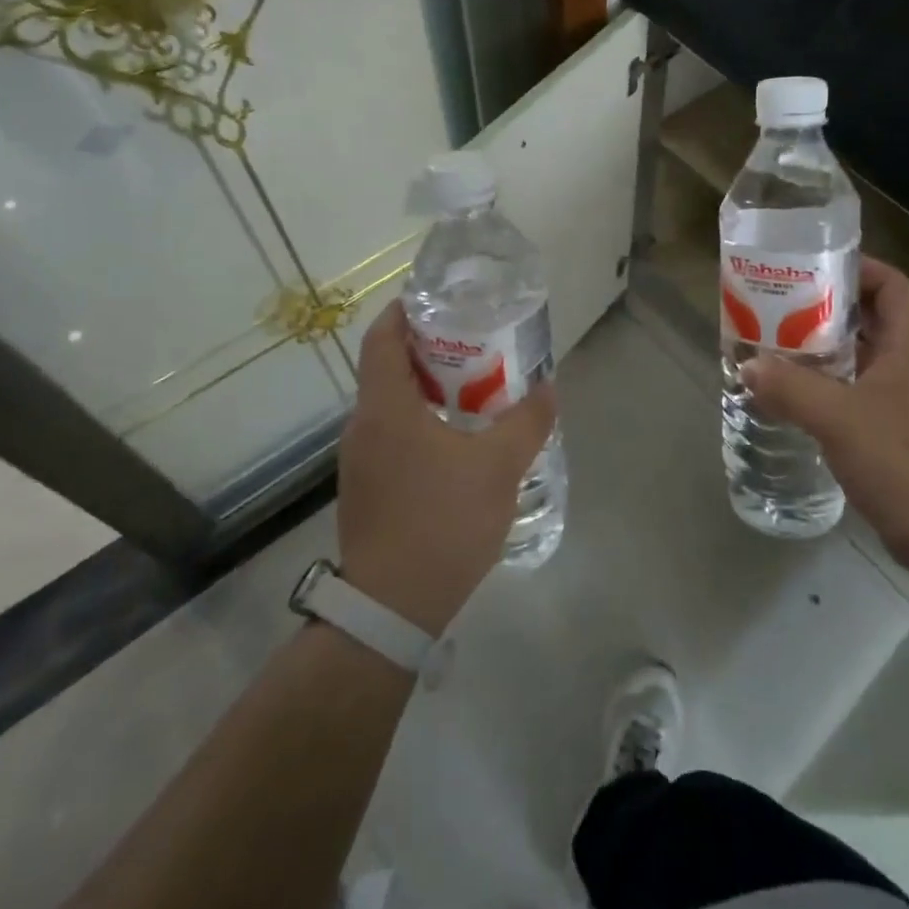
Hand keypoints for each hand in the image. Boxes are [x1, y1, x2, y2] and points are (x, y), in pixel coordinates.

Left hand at [336, 303, 556, 635]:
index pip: (382, 337)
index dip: (406, 310)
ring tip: (475, 389)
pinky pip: (392, 435)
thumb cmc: (442, 523)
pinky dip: (421, 421)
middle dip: (429, 348)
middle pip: (389, 367)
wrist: (392, 608)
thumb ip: (527, 422)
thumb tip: (548, 388)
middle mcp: (364, 426)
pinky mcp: (366, 488)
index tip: (440, 300)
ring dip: (428, 389)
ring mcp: (360, 460)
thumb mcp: (498, 467)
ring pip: (392, 404)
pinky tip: (458, 441)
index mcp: (385, 408)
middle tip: (475, 343)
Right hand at [741, 257, 908, 575]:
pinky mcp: (890, 430)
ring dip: (819, 348)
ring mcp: (901, 399)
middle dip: (823, 308)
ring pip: (857, 356)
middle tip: (776, 306)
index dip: (857, 268)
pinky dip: (822, 386)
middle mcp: (908, 364)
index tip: (811, 268)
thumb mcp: (841, 420)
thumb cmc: (906, 463)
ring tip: (773, 344)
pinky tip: (789, 395)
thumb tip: (747, 364)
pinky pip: (851, 391)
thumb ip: (792, 388)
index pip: (891, 285)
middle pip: (868, 317)